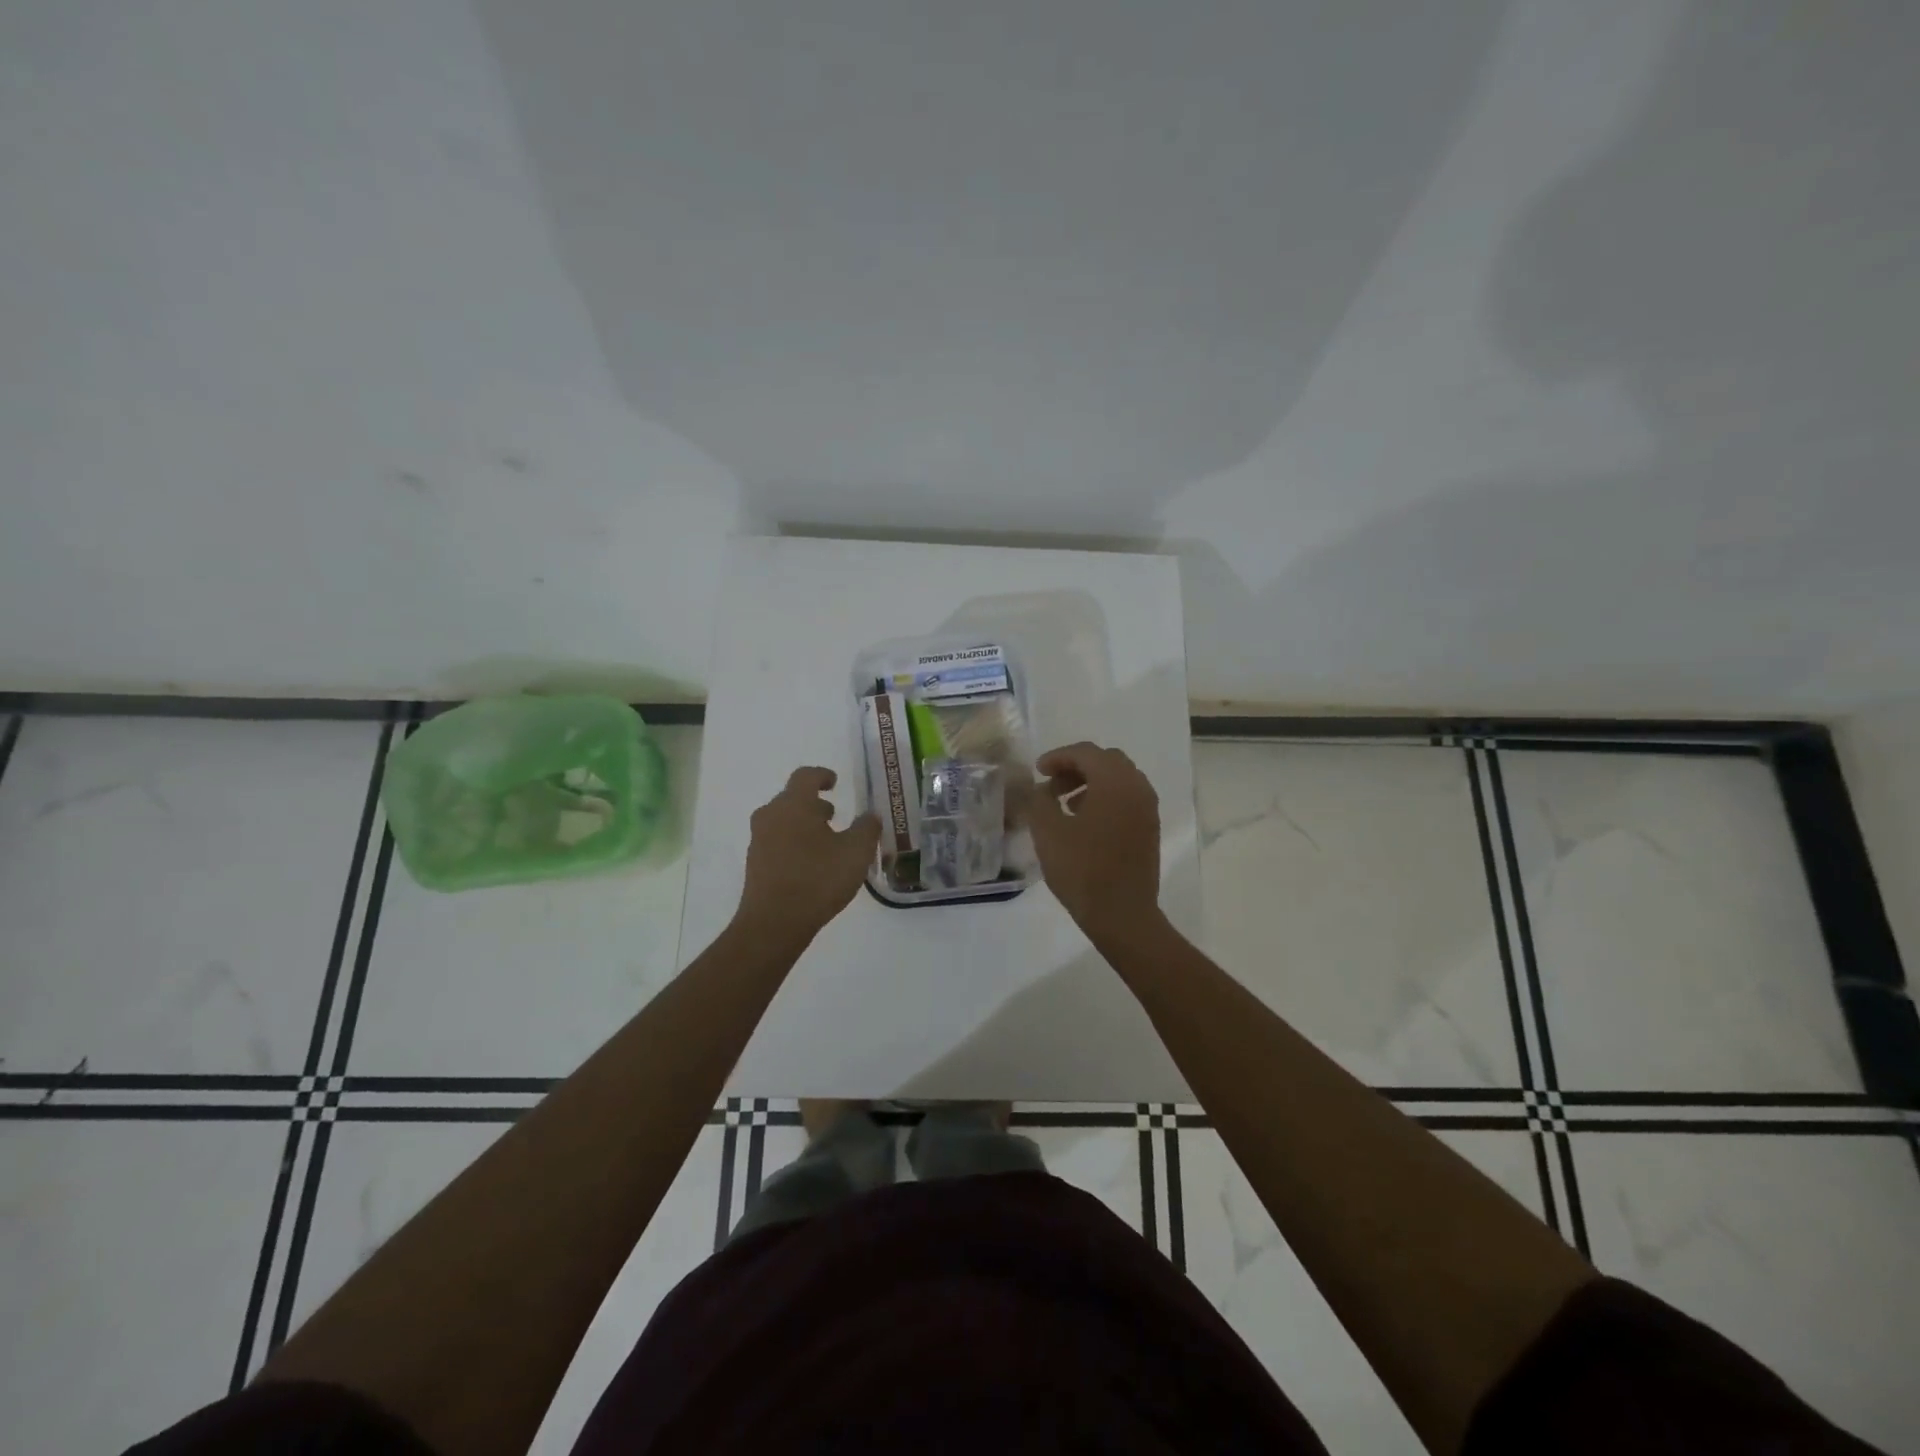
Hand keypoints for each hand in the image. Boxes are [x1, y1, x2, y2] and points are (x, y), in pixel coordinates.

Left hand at [736, 767, 880, 943]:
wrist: (774, 923)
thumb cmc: (818, 879)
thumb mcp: (856, 852)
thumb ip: (867, 828)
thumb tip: (870, 816)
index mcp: (793, 804)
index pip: (806, 776)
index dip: (822, 775)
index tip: (834, 782)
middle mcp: (771, 815)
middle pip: (792, 799)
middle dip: (814, 803)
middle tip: (835, 815)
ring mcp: (759, 840)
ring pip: (783, 821)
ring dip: (804, 824)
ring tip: (827, 841)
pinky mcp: (755, 864)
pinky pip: (777, 842)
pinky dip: (795, 843)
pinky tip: (812, 864)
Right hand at [1024, 742, 1161, 939]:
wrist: (1122, 915)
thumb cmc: (1082, 870)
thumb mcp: (1048, 832)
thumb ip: (1039, 800)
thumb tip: (1041, 788)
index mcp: (1115, 782)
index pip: (1086, 752)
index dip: (1058, 757)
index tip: (1038, 771)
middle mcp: (1137, 788)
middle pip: (1106, 760)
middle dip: (1076, 766)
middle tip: (1052, 784)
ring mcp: (1148, 809)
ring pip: (1119, 778)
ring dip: (1091, 782)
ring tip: (1065, 803)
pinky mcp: (1150, 828)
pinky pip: (1127, 797)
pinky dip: (1105, 797)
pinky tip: (1085, 820)